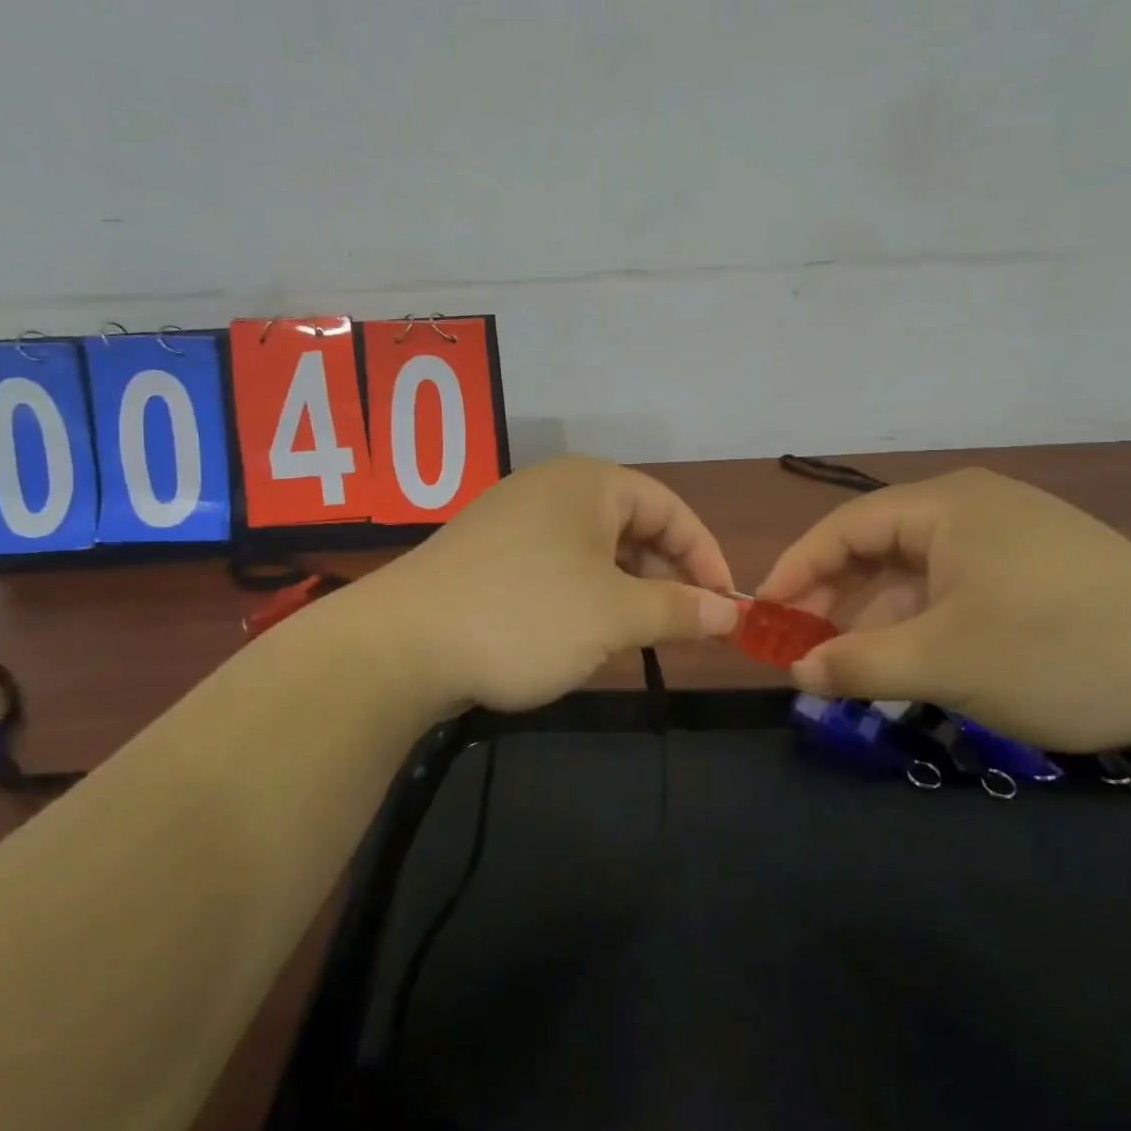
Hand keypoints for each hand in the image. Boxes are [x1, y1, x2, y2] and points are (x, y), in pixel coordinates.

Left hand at [372, 456, 739, 714]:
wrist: (401, 646)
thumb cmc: (526, 616)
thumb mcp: (614, 615)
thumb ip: (678, 609)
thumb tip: (729, 612)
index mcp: (588, 484)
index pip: (670, 508)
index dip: (705, 555)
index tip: (724, 606)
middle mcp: (551, 490)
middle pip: (632, 525)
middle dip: (665, 575)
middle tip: (685, 625)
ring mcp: (513, 520)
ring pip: (593, 550)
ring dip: (626, 590)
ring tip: (638, 635)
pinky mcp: (487, 556)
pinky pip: (556, 566)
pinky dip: (584, 595)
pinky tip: (582, 634)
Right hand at [757, 469, 1130, 751]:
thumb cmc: (1060, 650)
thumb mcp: (944, 662)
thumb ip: (858, 665)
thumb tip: (796, 673)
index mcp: (944, 506)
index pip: (842, 529)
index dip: (795, 572)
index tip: (763, 617)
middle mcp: (971, 507)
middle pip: (876, 548)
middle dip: (834, 600)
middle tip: (803, 651)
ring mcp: (1009, 537)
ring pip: (916, 574)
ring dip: (878, 619)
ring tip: (853, 669)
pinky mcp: (1038, 570)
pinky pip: (954, 589)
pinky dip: (923, 624)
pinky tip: (914, 663)